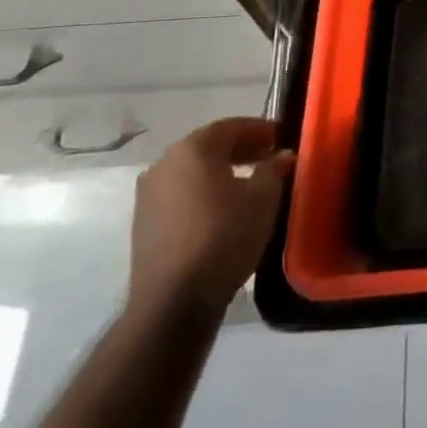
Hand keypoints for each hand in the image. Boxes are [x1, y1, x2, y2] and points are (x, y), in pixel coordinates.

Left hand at [129, 118, 292, 319]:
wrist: (173, 301)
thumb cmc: (224, 237)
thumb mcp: (263, 199)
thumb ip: (274, 169)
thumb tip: (282, 155)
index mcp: (192, 149)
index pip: (231, 126)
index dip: (259, 129)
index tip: (281, 136)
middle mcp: (165, 164)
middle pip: (209, 146)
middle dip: (241, 149)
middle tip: (269, 157)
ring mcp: (148, 194)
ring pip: (193, 172)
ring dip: (221, 171)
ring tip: (249, 184)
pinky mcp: (144, 223)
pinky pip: (181, 194)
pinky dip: (204, 192)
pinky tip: (223, 209)